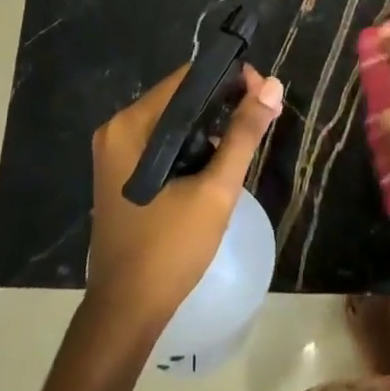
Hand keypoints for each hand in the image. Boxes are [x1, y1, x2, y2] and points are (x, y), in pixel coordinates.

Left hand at [88, 64, 283, 333]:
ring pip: (175, 120)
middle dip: (224, 102)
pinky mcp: (124, 172)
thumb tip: (272, 85)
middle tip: (264, 116)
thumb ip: (243, 134)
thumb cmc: (170, 248)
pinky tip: (219, 159)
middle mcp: (118, 130)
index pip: (187, 79)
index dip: (230, 79)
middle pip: (181, 97)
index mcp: (131, 126)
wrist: (127, 311)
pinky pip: (165, 142)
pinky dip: (193, 144)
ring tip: (248, 137)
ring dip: (211, 125)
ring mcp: (117, 152)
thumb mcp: (216, 189)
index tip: (265, 94)